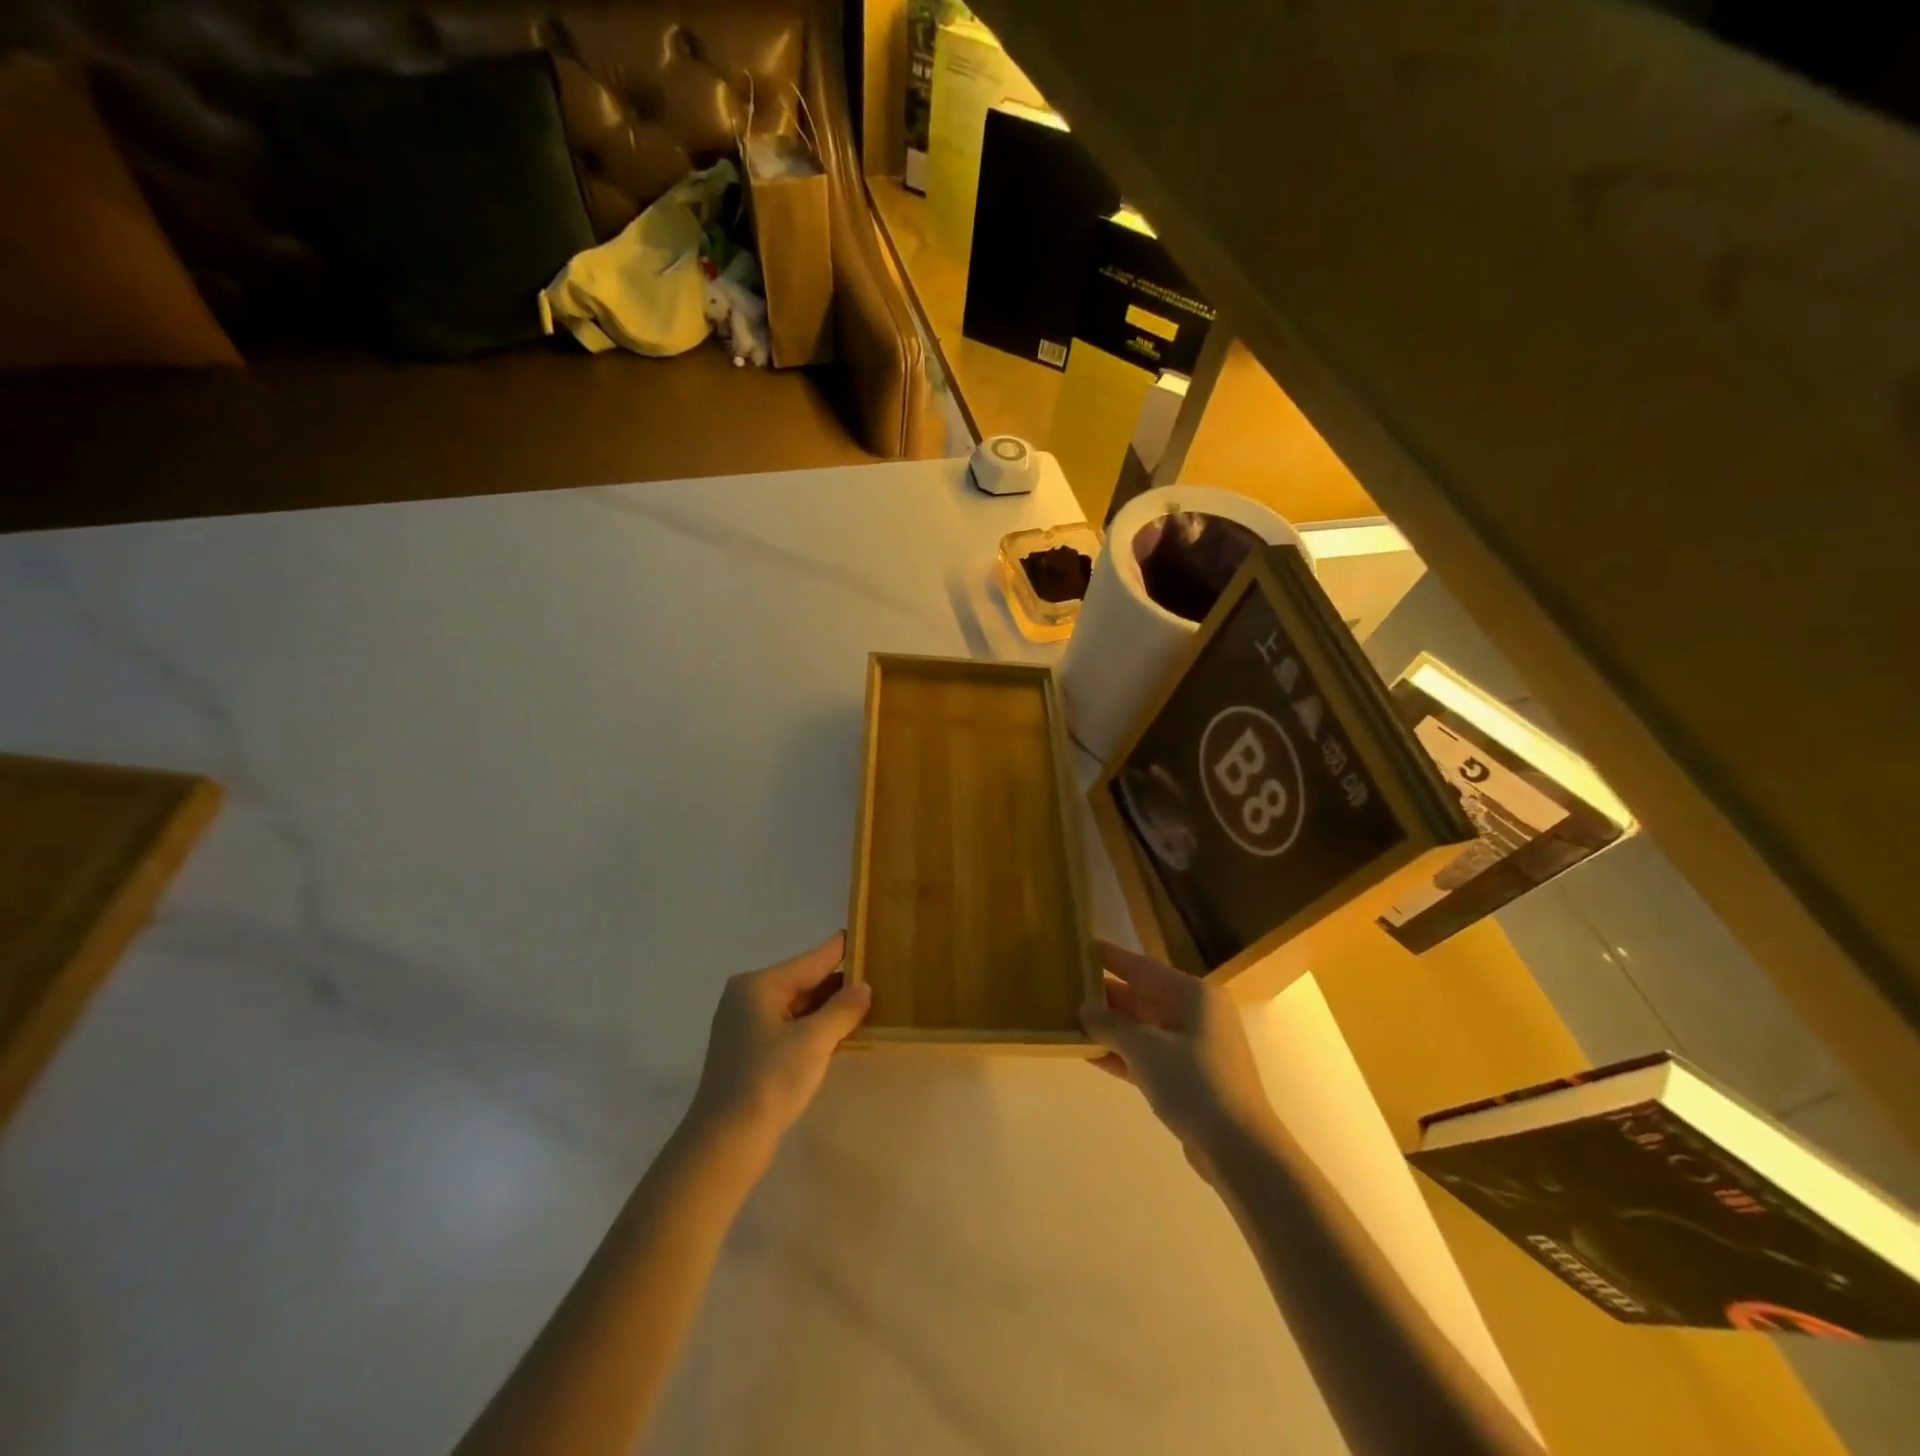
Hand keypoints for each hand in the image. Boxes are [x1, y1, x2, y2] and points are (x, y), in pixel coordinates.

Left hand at [690, 933, 870, 1145]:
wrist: (725, 1143)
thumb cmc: (769, 1081)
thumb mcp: (814, 1041)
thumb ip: (842, 1009)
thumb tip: (863, 987)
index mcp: (759, 985)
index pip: (811, 960)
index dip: (841, 950)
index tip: (867, 935)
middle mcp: (748, 997)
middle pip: (803, 981)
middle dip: (838, 983)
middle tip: (878, 975)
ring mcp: (745, 1026)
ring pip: (797, 1007)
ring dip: (828, 1008)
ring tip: (867, 1002)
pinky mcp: (749, 1052)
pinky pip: (789, 1027)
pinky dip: (813, 1028)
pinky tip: (839, 1033)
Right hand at [1080, 940, 1276, 1162]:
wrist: (1239, 1149)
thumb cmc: (1194, 1083)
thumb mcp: (1145, 1048)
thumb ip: (1110, 1025)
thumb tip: (1084, 1008)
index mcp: (1194, 995)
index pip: (1142, 967)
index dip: (1111, 957)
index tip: (1081, 947)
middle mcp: (1196, 1014)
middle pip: (1142, 997)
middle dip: (1105, 996)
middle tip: (1067, 987)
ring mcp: (1193, 1048)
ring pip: (1143, 1028)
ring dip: (1110, 1027)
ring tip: (1070, 1019)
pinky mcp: (1188, 1078)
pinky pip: (1147, 1056)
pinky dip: (1121, 1054)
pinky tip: (1088, 1053)